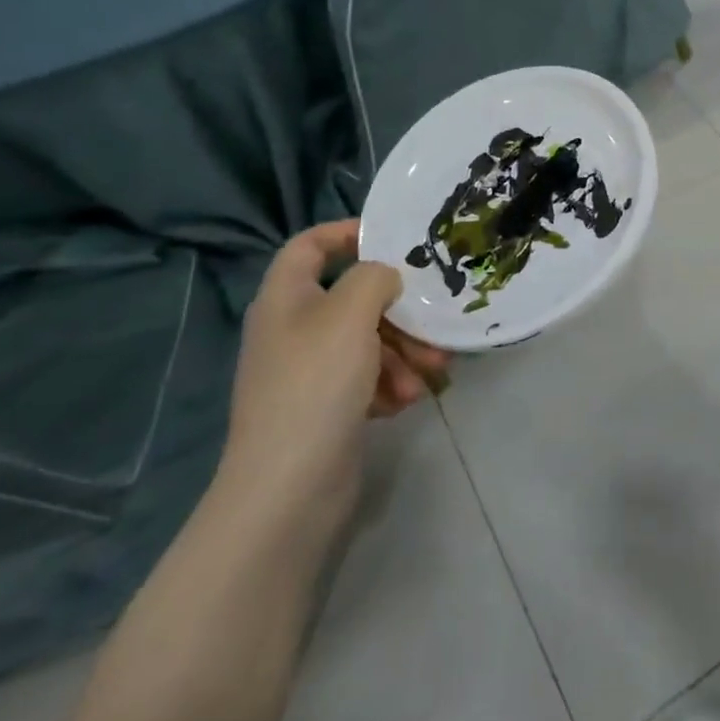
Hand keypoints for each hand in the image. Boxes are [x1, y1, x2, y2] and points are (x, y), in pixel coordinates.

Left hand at [219, 221, 449, 526]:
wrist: (289, 486)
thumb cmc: (317, 384)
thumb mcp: (350, 314)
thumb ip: (374, 278)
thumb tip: (386, 277)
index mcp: (286, 299)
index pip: (309, 246)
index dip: (347, 233)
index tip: (393, 239)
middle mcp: (294, 330)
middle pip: (353, 299)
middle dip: (399, 312)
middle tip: (433, 325)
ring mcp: (309, 371)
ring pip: (369, 340)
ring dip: (405, 352)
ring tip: (431, 374)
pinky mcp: (326, 406)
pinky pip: (367, 377)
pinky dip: (391, 382)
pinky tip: (406, 401)